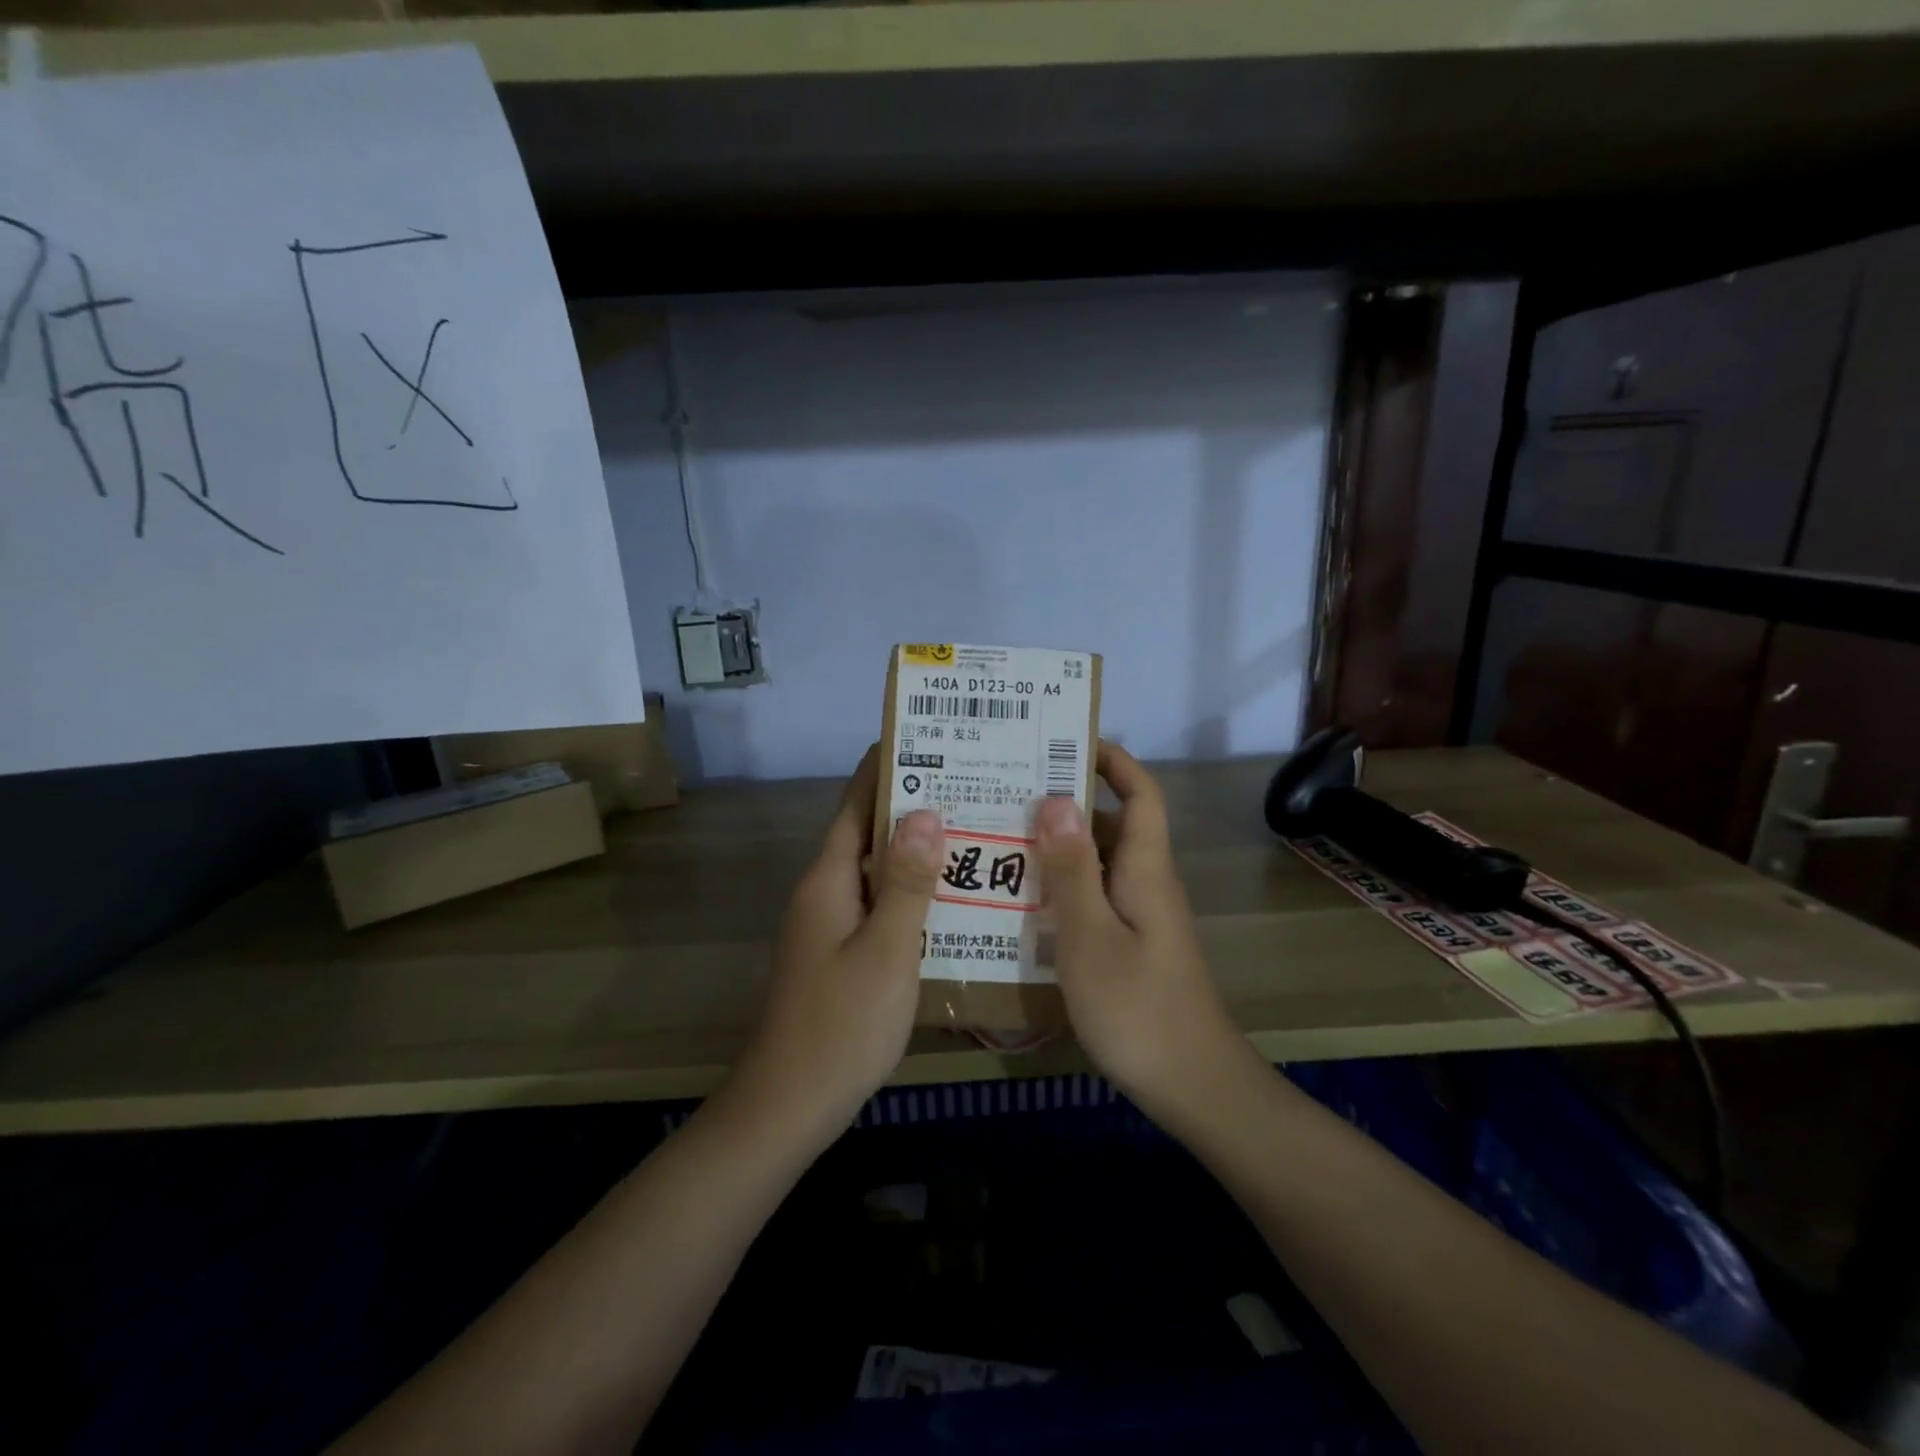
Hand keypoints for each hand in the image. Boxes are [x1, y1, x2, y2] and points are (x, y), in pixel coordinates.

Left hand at [729, 744, 942, 1146]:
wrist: (789, 1104)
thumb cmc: (842, 1024)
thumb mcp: (887, 950)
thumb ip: (908, 882)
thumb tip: (925, 813)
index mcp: (829, 881)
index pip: (855, 807)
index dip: (883, 770)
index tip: (920, 738)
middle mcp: (825, 894)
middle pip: (867, 836)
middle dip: (910, 808)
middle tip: (968, 785)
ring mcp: (829, 927)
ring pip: (875, 874)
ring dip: (913, 852)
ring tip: (970, 832)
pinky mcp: (839, 956)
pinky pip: (878, 907)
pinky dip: (909, 894)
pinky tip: (949, 900)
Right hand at [1034, 742, 1243, 1121]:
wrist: (1193, 1086)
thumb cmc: (1139, 1009)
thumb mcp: (1091, 937)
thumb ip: (1072, 870)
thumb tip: (1057, 799)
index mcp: (1145, 869)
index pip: (1140, 794)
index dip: (1112, 760)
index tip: (1065, 740)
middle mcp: (1145, 883)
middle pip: (1110, 824)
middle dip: (1066, 800)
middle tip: (1006, 789)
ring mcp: (1138, 917)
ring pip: (1096, 864)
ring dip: (1057, 847)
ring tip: (999, 836)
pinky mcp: (1129, 946)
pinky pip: (1092, 899)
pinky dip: (1060, 888)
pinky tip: (1019, 901)